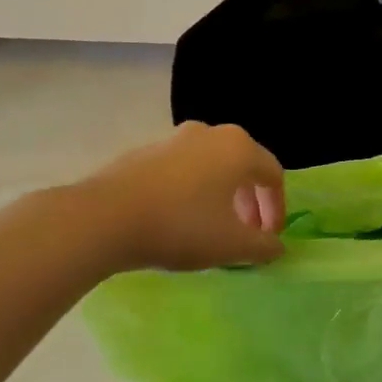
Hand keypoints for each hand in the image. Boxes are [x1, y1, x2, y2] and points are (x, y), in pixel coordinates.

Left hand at [80, 122, 286, 270]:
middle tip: (246, 233)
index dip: (277, 208)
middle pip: (243, 166)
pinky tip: (176, 218)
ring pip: (211, 165)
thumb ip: (262, 247)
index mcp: (239, 148)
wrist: (104, 218)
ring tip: (212, 226)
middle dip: (250, 201)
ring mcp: (174, 138)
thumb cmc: (181, 226)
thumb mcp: (231, 245)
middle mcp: (211, 133)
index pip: (273, 175)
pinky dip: (191, 190)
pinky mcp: (144, 151)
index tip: (270, 238)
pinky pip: (181, 169)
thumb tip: (277, 247)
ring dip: (221, 195)